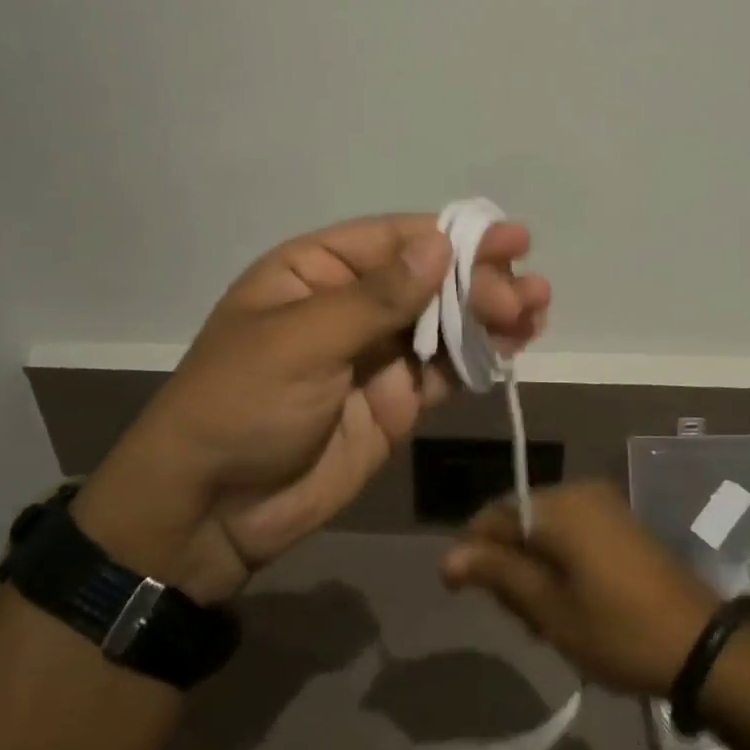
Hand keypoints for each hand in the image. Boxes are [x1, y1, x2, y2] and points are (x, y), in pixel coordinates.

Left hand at [74, 214, 548, 602]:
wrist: (212, 511)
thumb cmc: (241, 405)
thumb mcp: (301, 341)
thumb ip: (376, 297)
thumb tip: (440, 246)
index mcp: (314, 272)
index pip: (394, 241)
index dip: (453, 238)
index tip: (510, 241)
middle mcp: (350, 305)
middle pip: (427, 280)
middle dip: (479, 281)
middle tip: (525, 295)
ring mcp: (375, 356)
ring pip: (443, 324)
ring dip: (490, 315)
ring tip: (537, 310)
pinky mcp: (395, 403)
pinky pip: (444, 371)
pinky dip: (479, 359)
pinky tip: (515, 348)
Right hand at [441, 480, 720, 696]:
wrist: (701, 645)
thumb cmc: (616, 629)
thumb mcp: (548, 608)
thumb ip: (496, 573)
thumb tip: (448, 557)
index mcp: (557, 507)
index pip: (493, 515)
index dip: (471, 552)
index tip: (461, 594)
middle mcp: (578, 492)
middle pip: (518, 520)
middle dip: (507, 565)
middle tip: (519, 619)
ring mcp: (604, 505)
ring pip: (545, 530)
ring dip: (534, 569)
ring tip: (545, 621)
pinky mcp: (622, 523)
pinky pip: (572, 533)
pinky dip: (560, 563)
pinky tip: (570, 603)